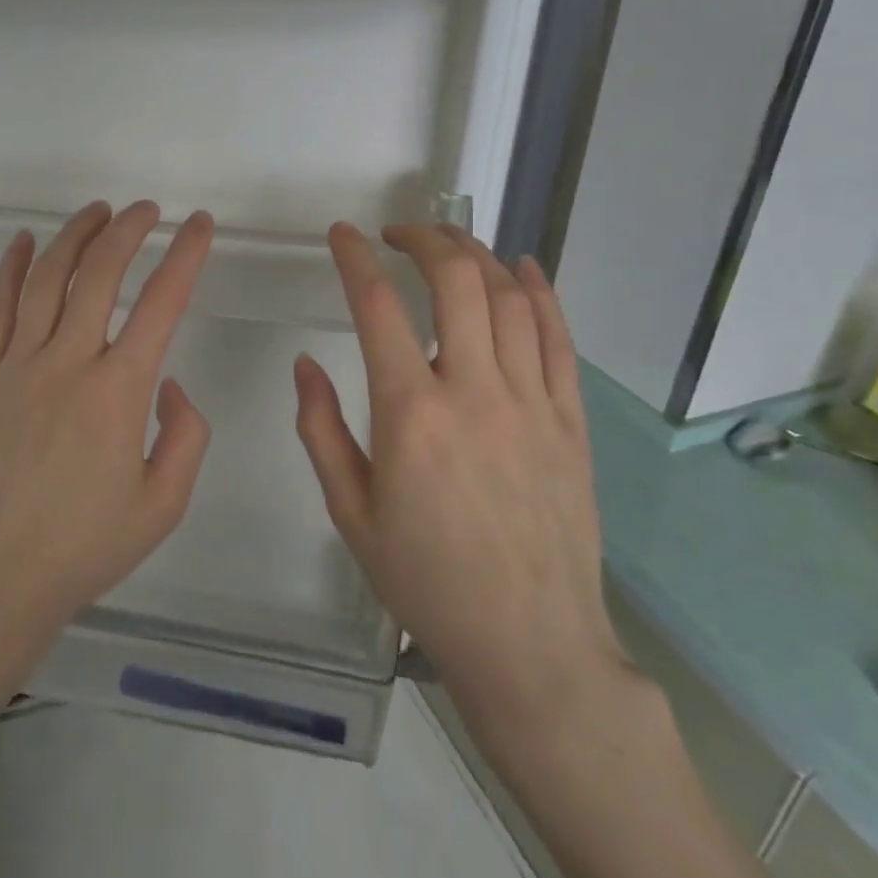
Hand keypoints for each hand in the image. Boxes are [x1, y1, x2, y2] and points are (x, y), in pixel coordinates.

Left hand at [0, 200, 215, 655]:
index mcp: (118, 393)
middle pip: (99, 274)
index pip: (161, 304)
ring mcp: (17, 365)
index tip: (201, 226)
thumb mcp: (163, 505)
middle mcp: (67, 363)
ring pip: (46, 279)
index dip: (186, 256)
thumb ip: (185, 437)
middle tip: (148, 211)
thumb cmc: (84, 546)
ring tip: (98, 212)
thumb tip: (170, 384)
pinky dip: (10, 268)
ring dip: (74, 236)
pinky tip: (23, 242)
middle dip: (128, 230)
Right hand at [294, 223, 629, 743]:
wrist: (529, 644)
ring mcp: (532, 402)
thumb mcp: (350, 511)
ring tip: (451, 241)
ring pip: (511, 298)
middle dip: (424, 239)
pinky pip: (559, 338)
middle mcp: (474, 391)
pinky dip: (540, 291)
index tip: (342, 235)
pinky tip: (524, 268)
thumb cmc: (425, 580)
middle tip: (399, 233)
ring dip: (478, 255)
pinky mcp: (571, 420)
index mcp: (410, 413)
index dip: (355, 258)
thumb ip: (321, 430)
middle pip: (456, 281)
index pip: (377, 307)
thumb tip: (306, 365)